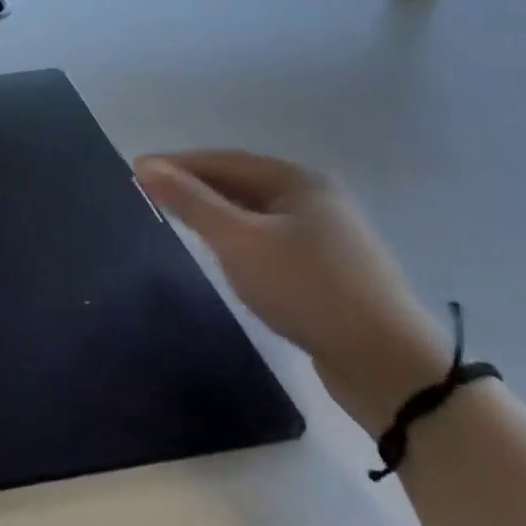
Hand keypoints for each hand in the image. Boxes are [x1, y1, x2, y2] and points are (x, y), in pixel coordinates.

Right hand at [134, 150, 447, 434]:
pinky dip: (237, 236)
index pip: (223, 160)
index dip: (176, 163)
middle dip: (194, 185)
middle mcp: (315, 197)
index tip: (135, 170)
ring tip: (177, 217)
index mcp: (298, 179)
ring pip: (255, 211)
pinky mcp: (328, 269)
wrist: (389, 366)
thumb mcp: (239, 242)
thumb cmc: (307, 289)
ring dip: (215, 211)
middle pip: (240, 181)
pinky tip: (223, 251)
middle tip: (150, 194)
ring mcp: (326, 234)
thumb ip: (191, 202)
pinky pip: (268, 237)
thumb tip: (146, 166)